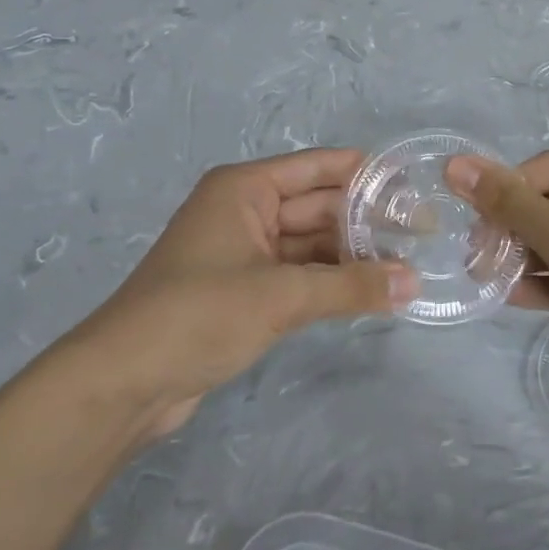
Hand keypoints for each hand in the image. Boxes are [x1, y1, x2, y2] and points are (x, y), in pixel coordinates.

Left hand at [64, 150, 415, 438]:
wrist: (125, 382)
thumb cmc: (199, 314)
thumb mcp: (281, 296)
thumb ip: (351, 287)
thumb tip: (414, 283)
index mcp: (244, 190)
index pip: (316, 167)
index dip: (363, 172)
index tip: (413, 181)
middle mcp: (245, 212)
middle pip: (317, 206)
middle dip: (365, 219)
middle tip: (423, 232)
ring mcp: (244, 254)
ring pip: (310, 245)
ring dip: (351, 255)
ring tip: (407, 263)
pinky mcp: (244, 292)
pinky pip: (299, 276)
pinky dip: (330, 282)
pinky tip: (369, 290)